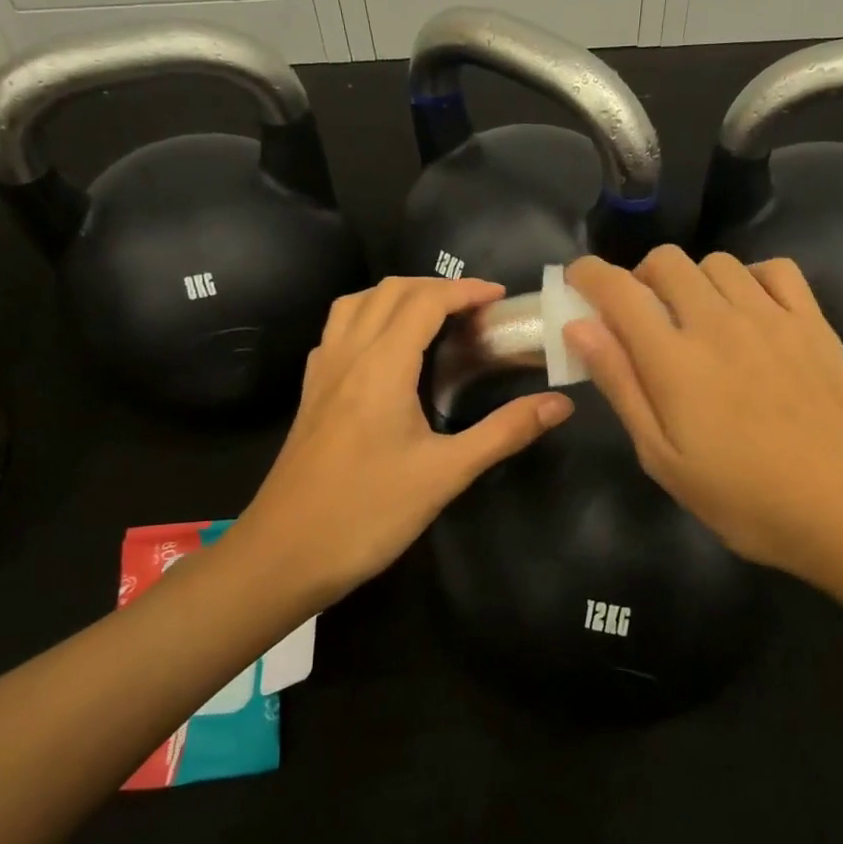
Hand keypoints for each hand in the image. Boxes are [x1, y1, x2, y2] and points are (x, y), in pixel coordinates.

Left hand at [234, 276, 572, 599]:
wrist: (282, 556)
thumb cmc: (367, 514)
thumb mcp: (445, 475)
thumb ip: (503, 433)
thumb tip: (560, 404)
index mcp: (381, 366)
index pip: (425, 301)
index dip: (466, 290)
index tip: (501, 298)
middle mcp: (348, 355)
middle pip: (390, 291)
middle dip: (436, 287)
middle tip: (476, 309)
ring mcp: (322, 372)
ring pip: (356, 303)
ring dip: (399, 296)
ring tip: (434, 318)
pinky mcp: (311, 393)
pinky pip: (338, 330)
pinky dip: (369, 317)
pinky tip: (387, 350)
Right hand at [565, 248, 842, 588]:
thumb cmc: (743, 497)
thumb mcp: (662, 457)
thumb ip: (620, 384)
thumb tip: (580, 326)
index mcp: (673, 358)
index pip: (618, 289)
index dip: (589, 274)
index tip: (579, 281)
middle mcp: (718, 321)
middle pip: (666, 262)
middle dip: (640, 278)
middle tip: (641, 315)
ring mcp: (770, 316)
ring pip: (717, 262)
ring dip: (693, 280)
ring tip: (697, 318)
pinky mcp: (812, 322)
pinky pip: (775, 269)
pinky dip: (751, 278)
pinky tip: (751, 310)